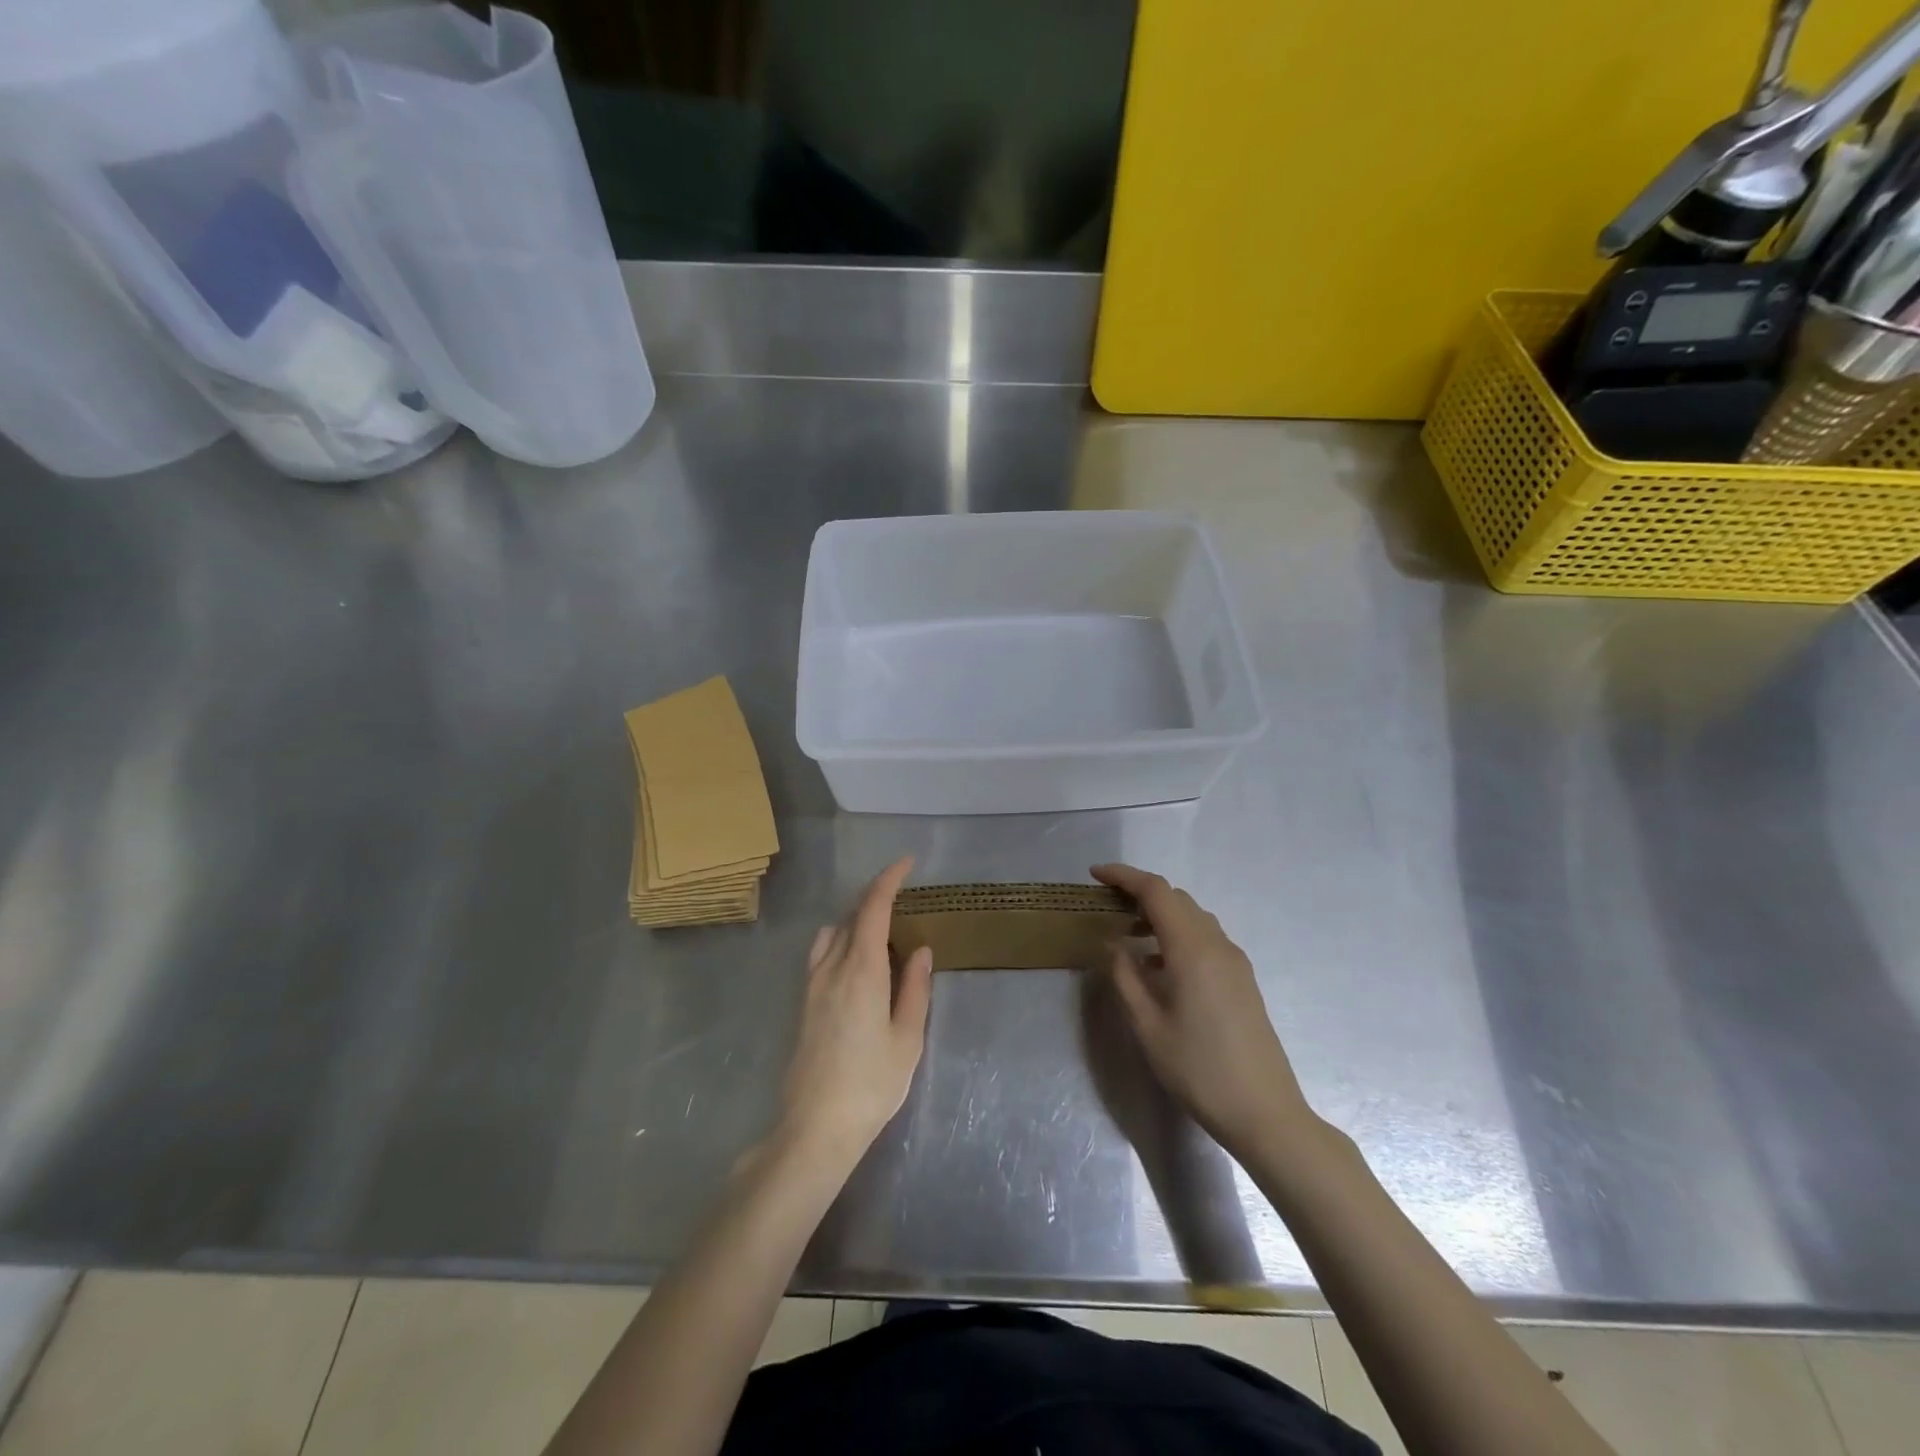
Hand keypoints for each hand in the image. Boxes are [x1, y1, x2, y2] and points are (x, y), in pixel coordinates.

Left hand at [777, 857, 932, 1171]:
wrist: (815, 1127)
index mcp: (861, 971)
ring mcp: (813, 984)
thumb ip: (915, 989)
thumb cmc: (871, 1084)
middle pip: (852, 915)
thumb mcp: (907, 1039)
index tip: (907, 862)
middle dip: (877, 896)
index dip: (889, 879)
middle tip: (905, 897)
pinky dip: (842, 939)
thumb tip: (921, 950)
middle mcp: (832, 968)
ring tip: (884, 930)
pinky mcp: (804, 1001)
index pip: (872, 908)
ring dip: (857, 918)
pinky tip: (856, 961)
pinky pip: (822, 952)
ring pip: (834, 932)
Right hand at [1092, 863, 1316, 1157]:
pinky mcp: (1242, 979)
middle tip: (1105, 905)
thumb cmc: (1198, 1069)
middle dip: (1140, 893)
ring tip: (1127, 934)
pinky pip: (1205, 938)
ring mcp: (1234, 961)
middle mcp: (1217, 944)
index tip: (1094, 875)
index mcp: (1192, 949)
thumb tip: (1113, 943)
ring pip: (1193, 917)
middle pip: (1176, 899)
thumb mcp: (1147, 1026)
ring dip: (1160, 914)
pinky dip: (1177, 935)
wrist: (1264, 1112)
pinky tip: (1158, 965)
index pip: (1156, 891)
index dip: (1123, 876)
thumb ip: (1125, 977)